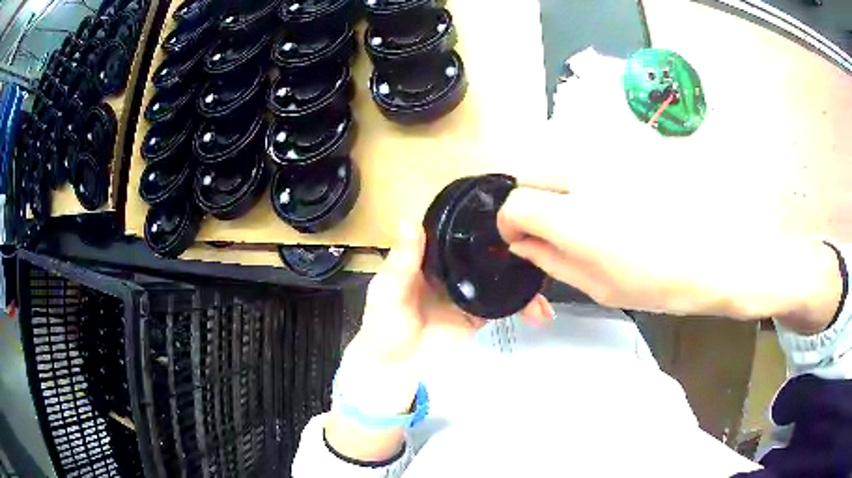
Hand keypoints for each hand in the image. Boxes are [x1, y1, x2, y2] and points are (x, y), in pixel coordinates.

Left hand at [346, 225, 553, 367]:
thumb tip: (410, 219)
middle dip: (516, 250)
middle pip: (488, 252)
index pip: (459, 230)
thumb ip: (402, 260)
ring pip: (501, 276)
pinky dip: (523, 306)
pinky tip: (540, 311)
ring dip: (524, 279)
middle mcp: (453, 267)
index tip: (514, 212)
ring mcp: (469, 290)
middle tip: (544, 248)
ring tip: (545, 285)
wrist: (396, 368)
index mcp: (430, 255)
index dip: (483, 221)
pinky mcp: (479, 313)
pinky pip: (504, 304)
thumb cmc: (385, 325)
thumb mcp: (388, 291)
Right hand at [498, 187, 842, 334]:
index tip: (522, 239)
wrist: (721, 251)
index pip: (515, 199)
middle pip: (531, 170)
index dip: (511, 222)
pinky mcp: (626, 148)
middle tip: (548, 230)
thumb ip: (551, 258)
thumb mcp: (599, 284)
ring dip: (557, 189)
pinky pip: (588, 157)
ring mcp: (607, 154)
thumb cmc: (664, 279)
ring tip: (585, 220)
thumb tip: (521, 242)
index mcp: (576, 214)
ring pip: (558, 160)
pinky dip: (585, 179)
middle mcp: (586, 170)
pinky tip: (611, 203)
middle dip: (529, 200)